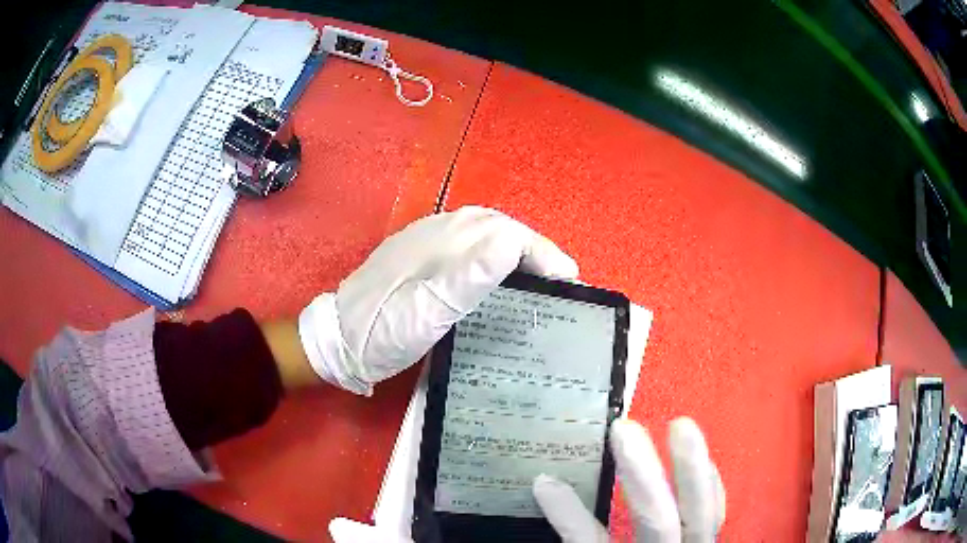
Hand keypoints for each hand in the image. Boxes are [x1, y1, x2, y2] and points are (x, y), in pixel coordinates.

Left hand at [299, 206, 578, 394]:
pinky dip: (498, 255)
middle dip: (536, 249)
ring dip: (519, 249)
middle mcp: (437, 231)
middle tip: (561, 279)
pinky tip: (503, 275)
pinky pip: (470, 244)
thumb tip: (511, 243)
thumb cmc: (382, 331)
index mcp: (442, 243)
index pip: (506, 233)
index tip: (568, 280)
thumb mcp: (425, 313)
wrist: (338, 337)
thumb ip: (466, 277)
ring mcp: (427, 240)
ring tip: (541, 276)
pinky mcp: (422, 254)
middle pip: (499, 227)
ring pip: (485, 232)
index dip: (542, 253)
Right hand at [534, 418, 724, 542]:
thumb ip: (585, 541)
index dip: (570, 517)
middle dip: (643, 477)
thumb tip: (550, 508)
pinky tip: (705, 462)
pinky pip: (715, 514)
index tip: (544, 483)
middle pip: (655, 524)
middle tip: (624, 430)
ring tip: (681, 425)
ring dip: (691, 469)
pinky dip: (710, 486)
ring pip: (699, 514)